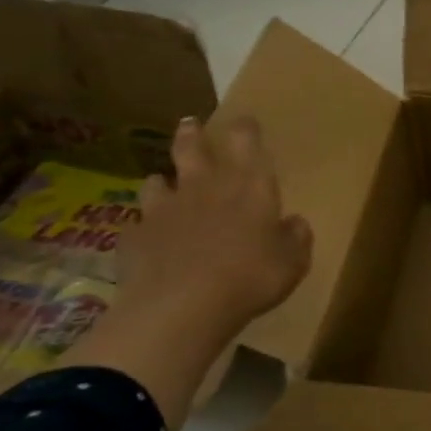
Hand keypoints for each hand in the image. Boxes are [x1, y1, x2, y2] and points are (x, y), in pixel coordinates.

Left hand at [115, 116, 312, 343]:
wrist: (179, 308)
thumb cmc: (249, 277)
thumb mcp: (292, 261)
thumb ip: (296, 237)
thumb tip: (294, 223)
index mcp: (248, 185)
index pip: (246, 140)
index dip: (245, 128)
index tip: (245, 122)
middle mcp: (204, 187)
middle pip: (192, 147)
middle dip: (192, 133)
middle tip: (190, 124)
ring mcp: (164, 210)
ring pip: (157, 181)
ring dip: (162, 181)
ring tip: (162, 182)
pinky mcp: (134, 237)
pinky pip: (137, 225)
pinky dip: (144, 228)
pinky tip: (147, 240)